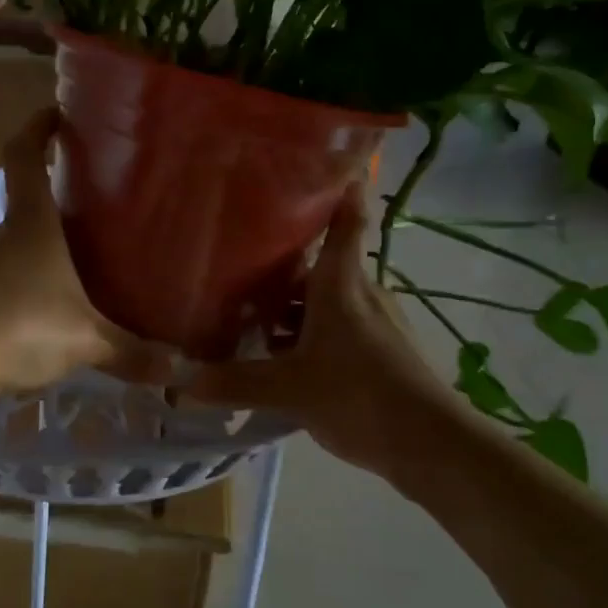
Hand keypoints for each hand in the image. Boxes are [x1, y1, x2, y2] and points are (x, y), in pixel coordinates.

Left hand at [0, 111, 161, 395]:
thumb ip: (130, 352)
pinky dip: (24, 287)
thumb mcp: (84, 340)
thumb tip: (176, 369)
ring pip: (14, 246)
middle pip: (26, 204)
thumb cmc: (18, 326)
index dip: (37, 128)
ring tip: (78, 271)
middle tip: (95, 218)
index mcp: (30, 223)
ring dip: (40, 253)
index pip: (24, 155)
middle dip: (57, 206)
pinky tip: (45, 315)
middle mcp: (0, 235)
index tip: (57, 115)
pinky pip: (2, 282)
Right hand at [185, 185, 461, 476]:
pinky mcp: (381, 352)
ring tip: (249, 317)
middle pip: (321, 265)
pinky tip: (283, 359)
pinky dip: (308, 334)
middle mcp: (360, 293)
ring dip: (292, 307)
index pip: (346, 221)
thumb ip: (233, 383)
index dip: (340, 189)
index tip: (325, 163)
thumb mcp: (288, 389)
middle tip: (237, 261)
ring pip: (326, 300)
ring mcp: (374, 323)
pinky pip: (336, 329)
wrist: (429, 444)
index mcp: (341, 284)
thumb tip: (179, 381)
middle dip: (283, 264)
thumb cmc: (358, 395)